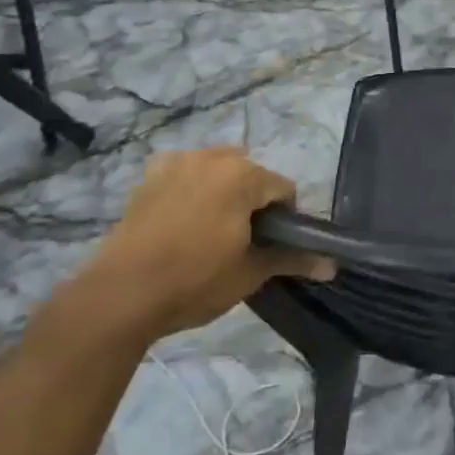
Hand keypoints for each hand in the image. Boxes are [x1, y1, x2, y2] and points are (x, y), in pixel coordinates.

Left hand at [57, 148, 333, 348]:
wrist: (121, 296)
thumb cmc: (195, 281)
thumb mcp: (250, 272)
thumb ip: (293, 259)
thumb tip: (333, 266)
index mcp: (244, 175)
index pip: (284, 189)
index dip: (285, 219)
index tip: (270, 247)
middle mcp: (213, 158)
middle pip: (251, 174)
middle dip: (253, 201)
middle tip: (241, 242)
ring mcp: (178, 163)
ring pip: (218, 170)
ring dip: (223, 191)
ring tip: (211, 231)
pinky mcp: (150, 177)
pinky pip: (184, 172)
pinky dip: (191, 187)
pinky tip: (182, 217)